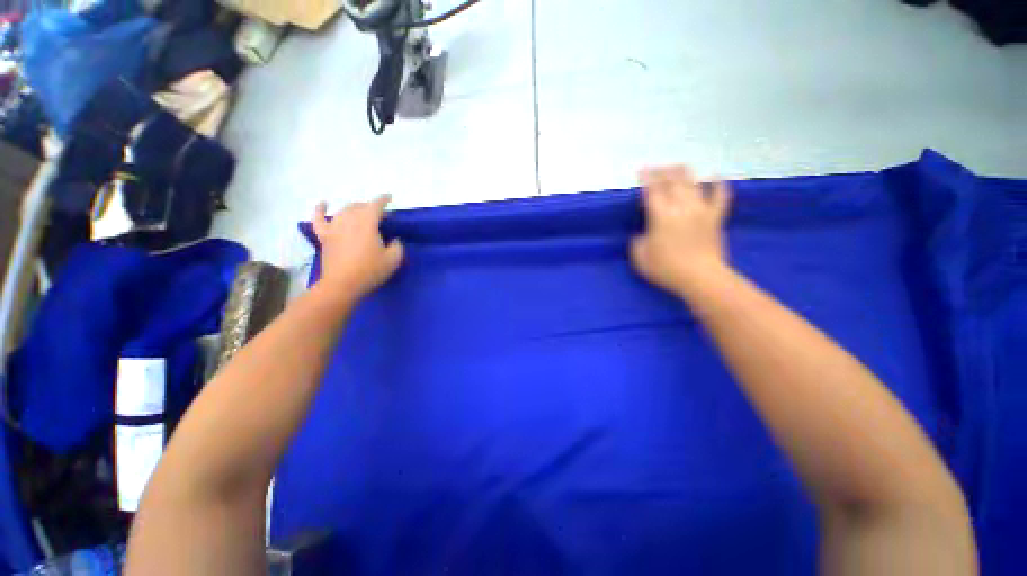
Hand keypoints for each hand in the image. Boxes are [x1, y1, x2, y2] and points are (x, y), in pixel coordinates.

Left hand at [311, 195, 403, 300]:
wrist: (343, 284)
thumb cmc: (370, 271)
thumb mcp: (393, 260)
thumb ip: (397, 246)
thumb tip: (394, 240)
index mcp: (367, 223)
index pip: (376, 205)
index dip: (383, 199)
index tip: (389, 197)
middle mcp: (349, 220)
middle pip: (360, 206)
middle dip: (370, 207)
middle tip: (380, 215)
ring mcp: (334, 227)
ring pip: (344, 210)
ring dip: (354, 209)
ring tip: (361, 213)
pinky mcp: (324, 236)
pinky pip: (319, 219)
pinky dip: (320, 209)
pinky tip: (323, 203)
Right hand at [630, 165, 731, 297]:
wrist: (701, 278)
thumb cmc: (667, 269)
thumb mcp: (640, 258)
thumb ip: (637, 242)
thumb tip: (641, 234)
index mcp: (661, 216)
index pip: (652, 190)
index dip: (646, 178)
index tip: (642, 169)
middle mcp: (681, 207)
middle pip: (672, 182)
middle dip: (663, 171)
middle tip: (656, 167)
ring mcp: (701, 210)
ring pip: (693, 184)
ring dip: (684, 173)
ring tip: (677, 166)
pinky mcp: (715, 217)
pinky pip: (720, 196)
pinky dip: (719, 184)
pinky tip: (715, 176)